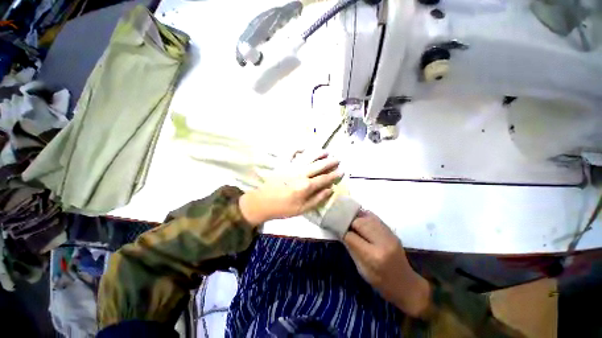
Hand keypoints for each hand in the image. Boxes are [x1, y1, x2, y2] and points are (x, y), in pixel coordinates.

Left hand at [239, 150, 341, 224]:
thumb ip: (318, 199)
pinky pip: (291, 152)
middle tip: (337, 159)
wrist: (263, 202)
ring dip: (318, 153)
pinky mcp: (282, 164)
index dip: (334, 175)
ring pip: (308, 156)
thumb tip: (330, 190)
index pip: (324, 178)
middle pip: (319, 165)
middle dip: (330, 162)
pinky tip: (304, 148)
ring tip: (326, 151)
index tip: (342, 171)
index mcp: (306, 186)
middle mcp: (300, 173)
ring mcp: (291, 166)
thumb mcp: (302, 209)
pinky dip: (297, 148)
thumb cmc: (283, 208)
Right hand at [344, 210, 430, 316]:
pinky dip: (365, 216)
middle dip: (348, 221)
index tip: (334, 227)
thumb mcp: (361, 269)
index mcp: (373, 256)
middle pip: (359, 223)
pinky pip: (375, 218)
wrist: (406, 284)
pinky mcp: (392, 231)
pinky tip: (359, 218)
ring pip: (367, 217)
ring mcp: (389, 235)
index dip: (341, 231)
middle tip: (341, 222)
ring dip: (356, 217)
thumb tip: (340, 232)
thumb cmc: (381, 282)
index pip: (351, 236)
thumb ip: (351, 248)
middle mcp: (382, 242)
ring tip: (349, 219)